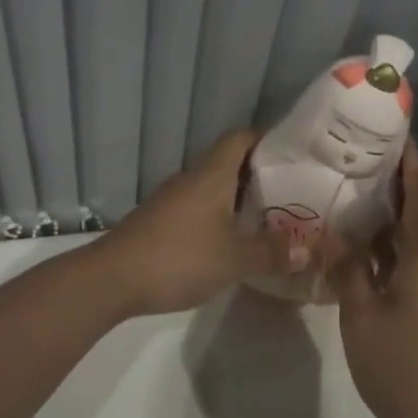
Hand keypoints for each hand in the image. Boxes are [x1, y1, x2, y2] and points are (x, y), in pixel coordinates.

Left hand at [84, 130, 294, 318]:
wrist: (112, 279)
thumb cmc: (178, 258)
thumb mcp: (233, 259)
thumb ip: (270, 253)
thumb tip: (304, 250)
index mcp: (211, 175)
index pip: (240, 138)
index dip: (266, 139)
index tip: (293, 154)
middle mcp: (191, 179)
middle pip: (228, 163)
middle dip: (259, 174)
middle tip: (292, 192)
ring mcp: (172, 200)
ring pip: (213, 188)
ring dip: (239, 199)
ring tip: (269, 218)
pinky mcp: (160, 222)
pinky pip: (198, 208)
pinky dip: (219, 217)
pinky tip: (232, 241)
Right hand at [328, 141, 417, 417]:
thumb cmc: (400, 366)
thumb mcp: (361, 313)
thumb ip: (348, 267)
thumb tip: (336, 232)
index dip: (408, 163)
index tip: (391, 133)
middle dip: (398, 180)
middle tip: (361, 156)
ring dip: (394, 211)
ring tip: (356, 188)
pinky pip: (414, 257)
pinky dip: (392, 241)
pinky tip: (363, 240)